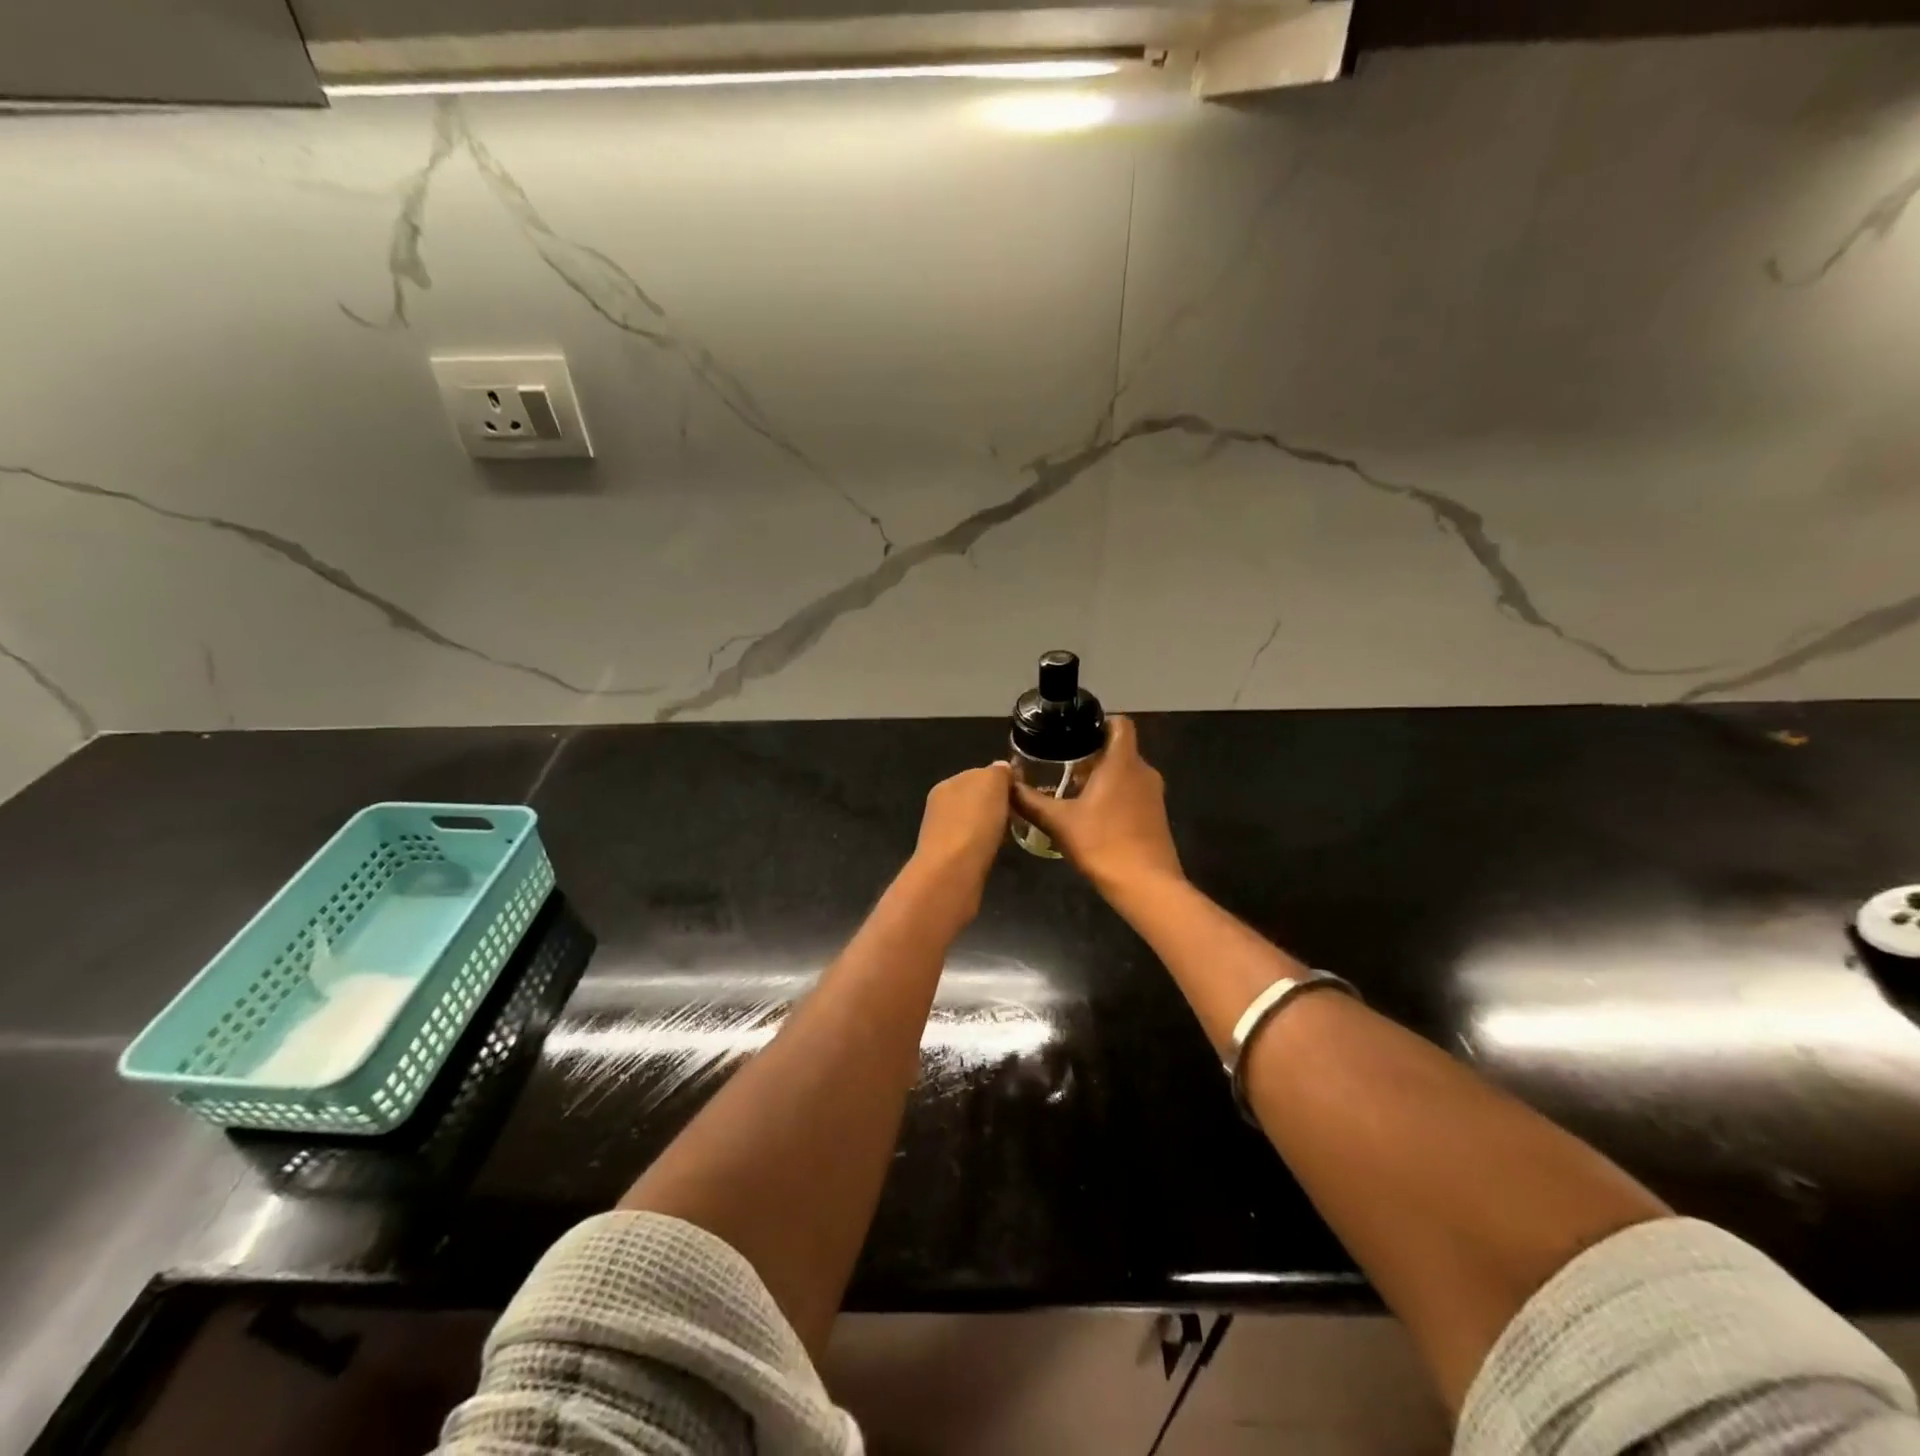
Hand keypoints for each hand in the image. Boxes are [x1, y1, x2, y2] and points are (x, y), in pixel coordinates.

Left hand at [911, 763, 1013, 905]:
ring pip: (974, 822)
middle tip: (1019, 815)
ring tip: (1010, 834)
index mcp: (948, 783)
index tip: (1021, 793)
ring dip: (990, 825)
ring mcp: (942, 833)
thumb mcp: (992, 783)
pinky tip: (996, 851)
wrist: (952, 871)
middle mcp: (941, 805)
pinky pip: (973, 843)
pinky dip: (985, 844)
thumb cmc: (974, 821)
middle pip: (976, 799)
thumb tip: (1002, 768)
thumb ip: (998, 772)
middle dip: (996, 805)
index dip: (1002, 782)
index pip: (979, 774)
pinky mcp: (948, 858)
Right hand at [1012, 716, 1182, 894]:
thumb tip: (1006, 785)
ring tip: (1069, 790)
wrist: (1147, 887)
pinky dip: (1113, 795)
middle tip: (1060, 765)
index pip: (1120, 724)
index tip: (1073, 733)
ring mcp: (1153, 795)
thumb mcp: (1058, 822)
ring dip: (1101, 777)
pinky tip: (1090, 816)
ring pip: (1126, 773)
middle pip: (1119, 749)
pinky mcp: (1156, 816)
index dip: (1098, 722)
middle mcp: (1143, 772)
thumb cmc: (1103, 844)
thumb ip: (1030, 801)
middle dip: (1091, 754)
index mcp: (1123, 762)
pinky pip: (1132, 793)